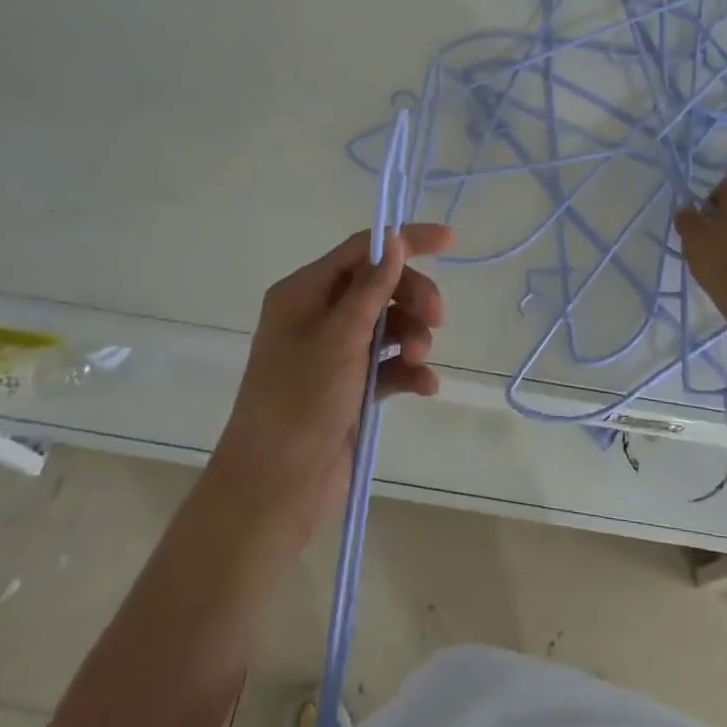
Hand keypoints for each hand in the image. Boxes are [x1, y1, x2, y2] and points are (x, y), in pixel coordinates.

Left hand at [210, 224, 452, 547]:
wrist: (275, 489)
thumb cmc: (301, 400)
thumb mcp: (340, 336)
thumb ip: (373, 287)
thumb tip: (394, 238)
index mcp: (304, 292)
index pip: (362, 250)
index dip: (405, 240)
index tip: (450, 241)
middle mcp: (319, 316)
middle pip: (381, 286)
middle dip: (413, 298)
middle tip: (437, 320)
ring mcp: (335, 353)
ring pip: (389, 325)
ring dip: (413, 336)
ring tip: (419, 360)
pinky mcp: (351, 387)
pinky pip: (389, 364)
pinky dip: (409, 370)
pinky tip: (426, 387)